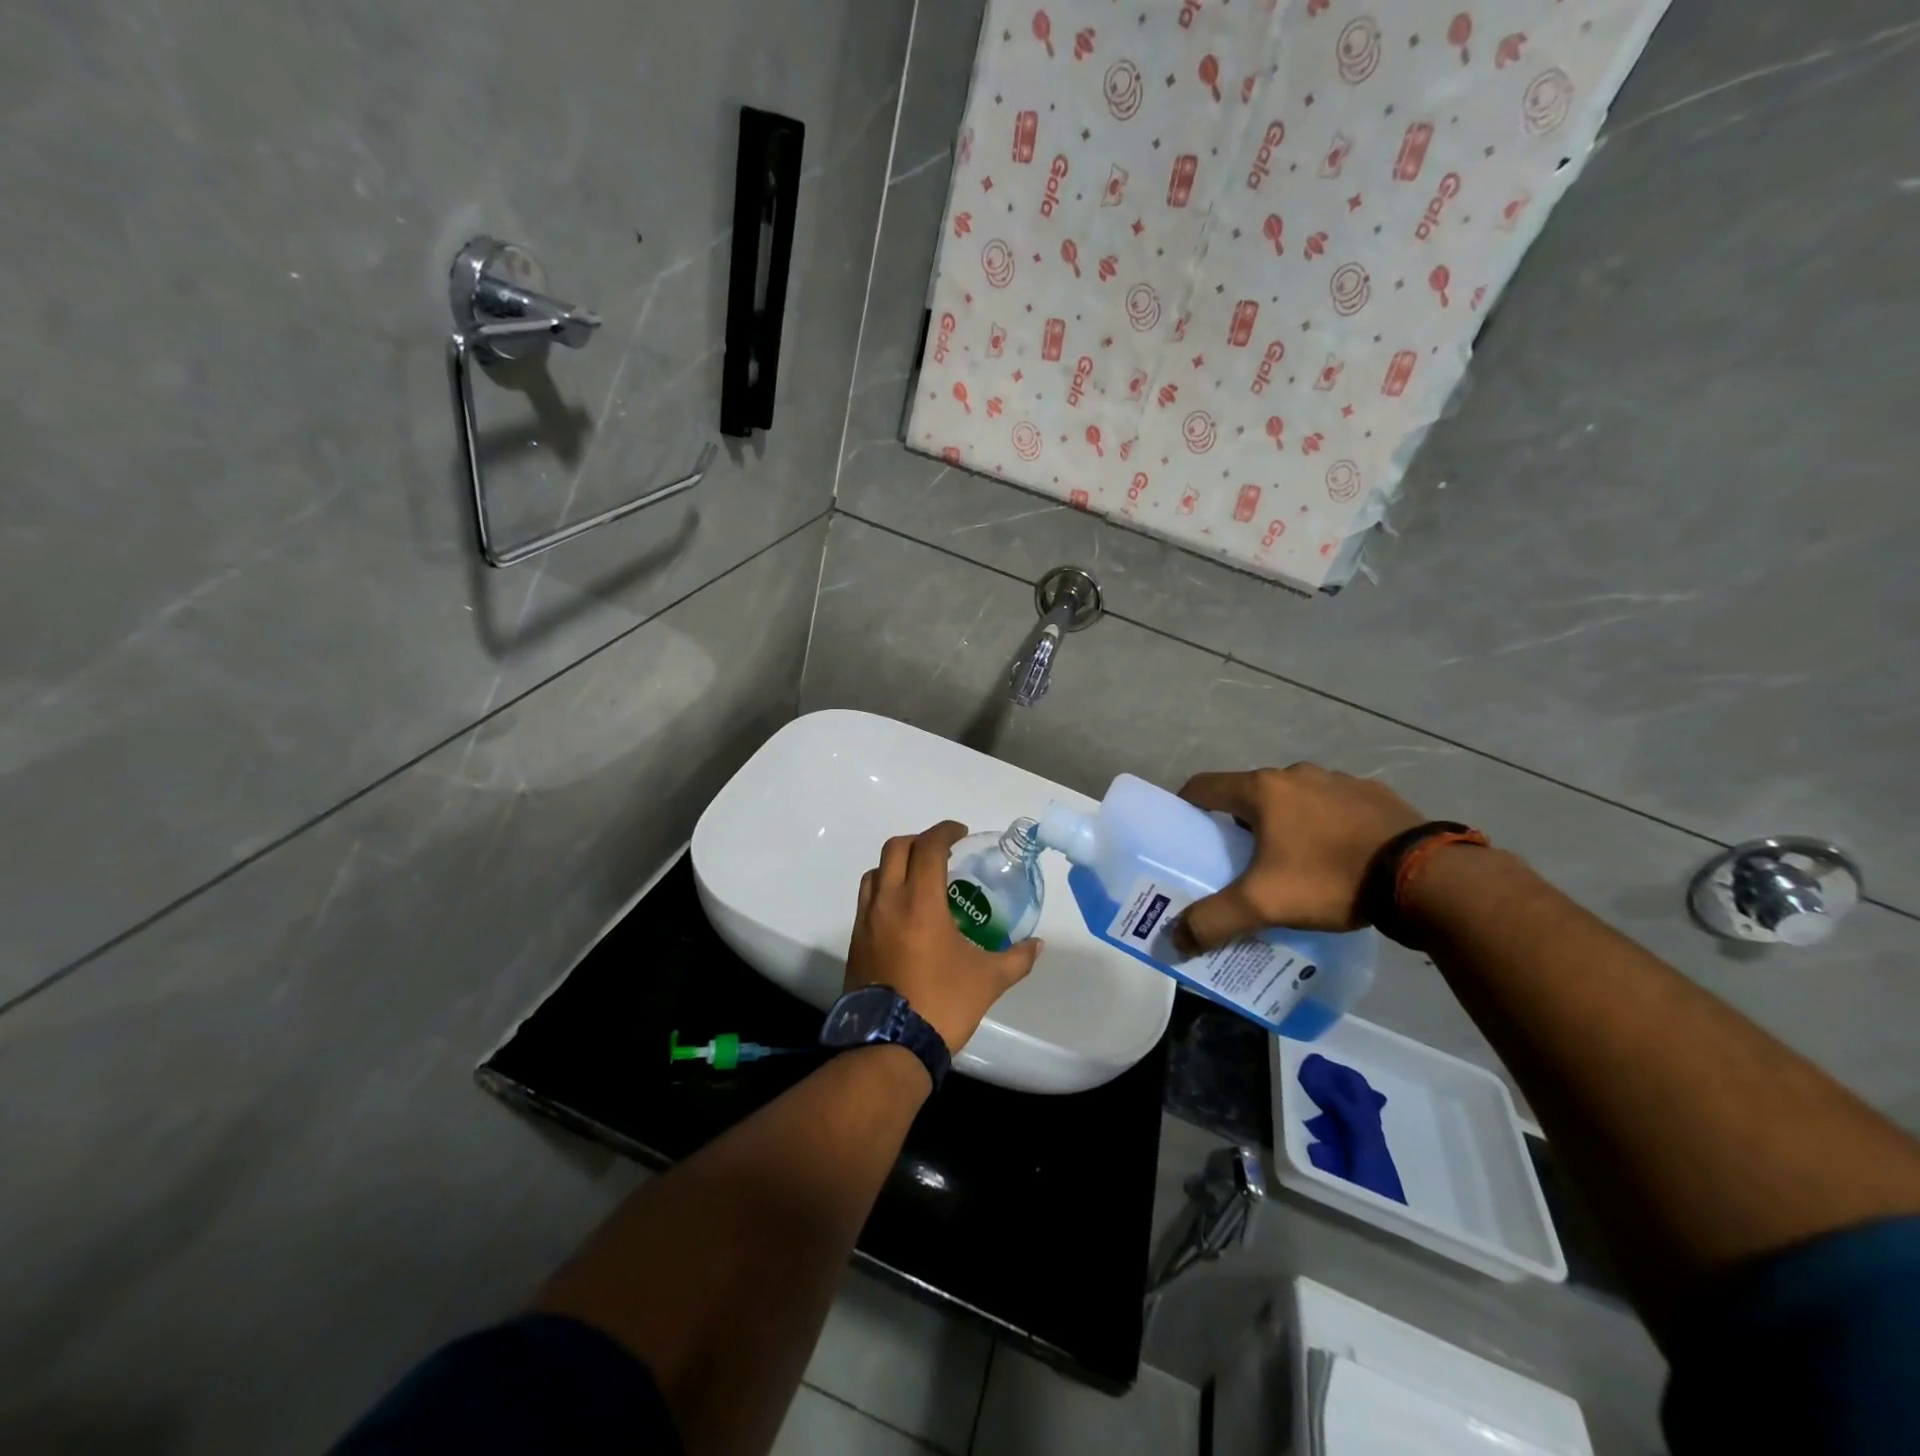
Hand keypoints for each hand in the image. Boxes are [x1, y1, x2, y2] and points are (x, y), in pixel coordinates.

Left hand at [846, 821, 1043, 1051]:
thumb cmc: (941, 1004)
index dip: (944, 832)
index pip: (927, 847)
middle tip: (941, 852)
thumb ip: (1016, 958)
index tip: (960, 834)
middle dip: (919, 841)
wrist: (888, 1046)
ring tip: (919, 880)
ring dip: (897, 865)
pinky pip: (867, 900)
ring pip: (875, 872)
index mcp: (920, 902)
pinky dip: (884, 891)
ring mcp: (866, 921)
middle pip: (895, 849)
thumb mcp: (988, 980)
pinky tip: (904, 913)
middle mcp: (888, 902)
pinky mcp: (856, 941)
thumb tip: (1037, 945)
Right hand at [1174, 765, 1425, 946]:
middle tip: (1236, 859)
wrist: (1425, 876)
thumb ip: (1213, 920)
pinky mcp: (1373, 794)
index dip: (1186, 807)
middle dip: (1236, 822)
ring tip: (1289, 862)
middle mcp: (1296, 775)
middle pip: (1248, 794)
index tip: (1183, 833)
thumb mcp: (1263, 904)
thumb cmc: (1330, 879)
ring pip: (1292, 799)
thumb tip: (1173, 939)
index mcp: (1262, 790)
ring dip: (1282, 822)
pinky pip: (1332, 806)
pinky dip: (1323, 824)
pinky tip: (1336, 857)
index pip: (1204, 786)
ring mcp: (1338, 781)